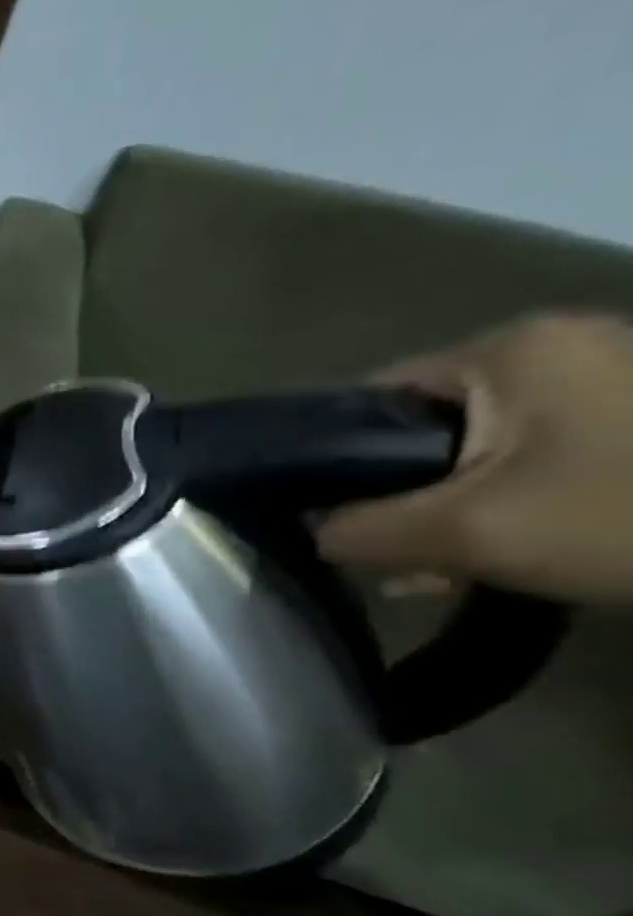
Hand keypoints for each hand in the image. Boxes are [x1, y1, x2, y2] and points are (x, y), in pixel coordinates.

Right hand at [317, 314, 632, 605]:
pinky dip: (507, 503)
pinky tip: (503, 551)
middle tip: (393, 560)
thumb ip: (360, 531)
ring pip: (479, 450)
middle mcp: (555, 346)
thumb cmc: (624, 515)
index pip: (369, 401)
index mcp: (507, 348)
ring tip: (443, 569)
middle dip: (399, 499)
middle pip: (424, 429)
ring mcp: (609, 377)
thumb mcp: (468, 534)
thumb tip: (314, 534)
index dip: (336, 464)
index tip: (334, 522)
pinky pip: (537, 458)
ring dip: (450, 510)